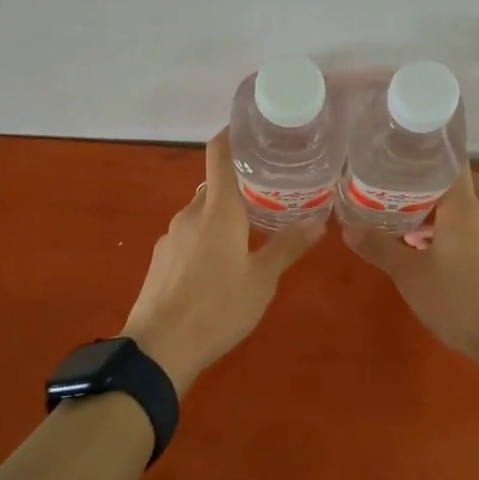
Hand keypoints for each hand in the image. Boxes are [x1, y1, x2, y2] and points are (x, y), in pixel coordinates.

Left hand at [120, 129, 324, 395]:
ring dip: (224, 215)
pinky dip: (207, 236)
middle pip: (215, 185)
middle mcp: (191, 213)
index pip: (219, 154)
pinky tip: (220, 263)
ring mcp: (171, 236)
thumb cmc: (217, 308)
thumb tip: (319, 221)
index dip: (233, 135)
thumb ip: (288, 246)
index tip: (254, 130)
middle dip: (240, 185)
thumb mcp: (262, 280)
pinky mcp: (161, 258)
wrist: (158, 349)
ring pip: (202, 212)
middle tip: (270, 192)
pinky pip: (189, 234)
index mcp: (218, 209)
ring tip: (251, 231)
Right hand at [342, 166, 478, 366]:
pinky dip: (466, 233)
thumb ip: (380, 248)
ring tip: (419, 232)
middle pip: (467, 183)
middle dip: (440, 186)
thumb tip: (348, 228)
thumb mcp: (410, 276)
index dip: (429, 158)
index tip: (404, 162)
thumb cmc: (460, 300)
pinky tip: (445, 259)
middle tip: (409, 197)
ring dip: (452, 213)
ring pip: (478, 209)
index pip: (452, 163)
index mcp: (464, 207)